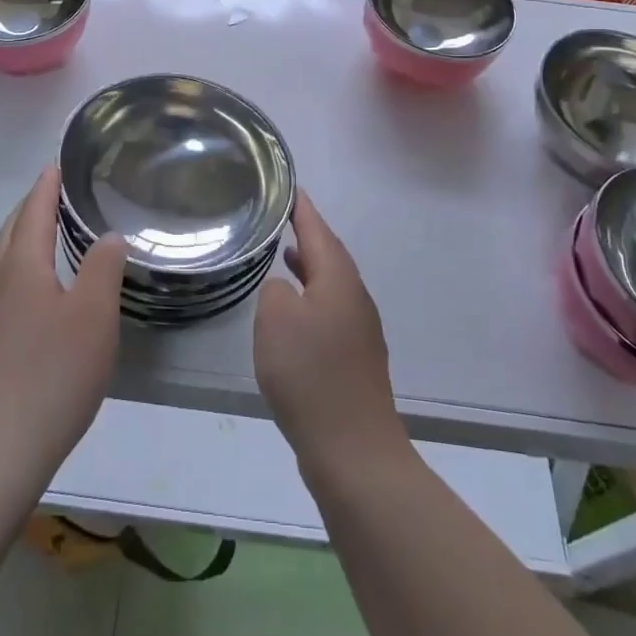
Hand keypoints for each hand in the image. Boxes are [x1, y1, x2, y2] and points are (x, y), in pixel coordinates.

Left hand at [0, 166, 126, 495]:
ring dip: (22, 238)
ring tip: (47, 236)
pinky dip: (18, 270)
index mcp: (21, 266)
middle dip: (31, 207)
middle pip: (11, 230)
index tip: (57, 164)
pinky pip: (0, 288)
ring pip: (2, 261)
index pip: (34, 210)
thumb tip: (109, 235)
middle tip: (54, 193)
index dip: (47, 185)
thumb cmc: (50, 376)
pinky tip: (34, 295)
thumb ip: (103, 269)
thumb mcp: (93, 317)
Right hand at [254, 190, 409, 478]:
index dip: (302, 208)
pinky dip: (312, 296)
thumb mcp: (276, 321)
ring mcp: (360, 329)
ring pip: (332, 283)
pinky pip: (331, 309)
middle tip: (283, 216)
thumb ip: (275, 291)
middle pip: (330, 254)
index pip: (318, 230)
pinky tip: (294, 312)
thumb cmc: (310, 375)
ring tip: (284, 255)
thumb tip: (286, 289)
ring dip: (309, 266)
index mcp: (338, 280)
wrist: (353, 449)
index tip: (289, 186)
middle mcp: (355, 297)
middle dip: (308, 234)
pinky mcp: (356, 357)